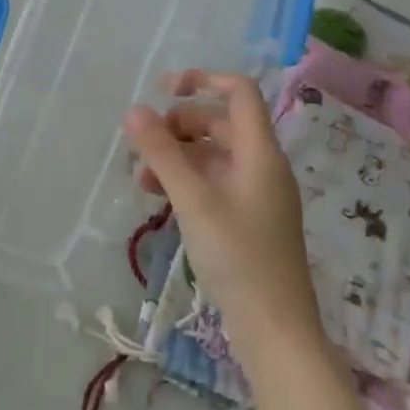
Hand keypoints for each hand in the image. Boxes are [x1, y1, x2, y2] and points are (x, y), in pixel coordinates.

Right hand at [124, 71, 320, 367]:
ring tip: (140, 178)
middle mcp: (261, 167)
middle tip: (143, 144)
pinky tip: (158, 198)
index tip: (162, 91)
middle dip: (178, 125)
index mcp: (260, 154)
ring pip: (211, 155)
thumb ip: (162, 153)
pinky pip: (211, 182)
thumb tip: (134, 110)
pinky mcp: (245, 219)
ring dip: (175, 156)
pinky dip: (184, 180)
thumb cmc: (238, 257)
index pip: (238, 93)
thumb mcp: (193, 200)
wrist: (275, 329)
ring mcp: (254, 194)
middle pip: (219, 123)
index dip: (202, 79)